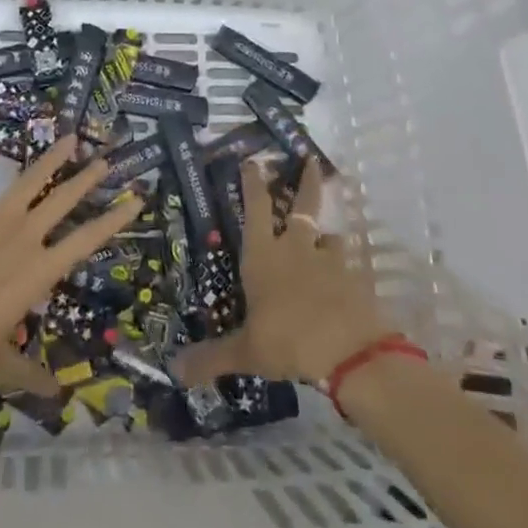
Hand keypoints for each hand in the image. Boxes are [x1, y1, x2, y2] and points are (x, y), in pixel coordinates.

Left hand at [0, 139, 140, 397]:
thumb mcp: (2, 363)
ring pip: (29, 179)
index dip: (114, 218)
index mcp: (41, 270)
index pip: (88, 239)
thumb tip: (54, 397)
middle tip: (103, 160)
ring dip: (50, 159)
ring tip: (68, 138)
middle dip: (85, 179)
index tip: (136, 198)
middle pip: (63, 199)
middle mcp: (24, 236)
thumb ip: (29, 373)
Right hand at [175, 162, 393, 385]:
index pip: (256, 207)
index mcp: (264, 255)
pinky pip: (348, 264)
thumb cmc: (289, 340)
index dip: (253, 181)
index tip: (253, 159)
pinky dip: (346, 265)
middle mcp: (296, 247)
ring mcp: (329, 259)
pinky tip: (347, 275)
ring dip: (326, 231)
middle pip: (302, 203)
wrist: (350, 351)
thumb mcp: (246, 352)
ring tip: (327, 233)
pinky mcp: (354, 278)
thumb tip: (173, 369)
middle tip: (311, 158)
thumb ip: (211, 358)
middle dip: (306, 180)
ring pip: (328, 233)